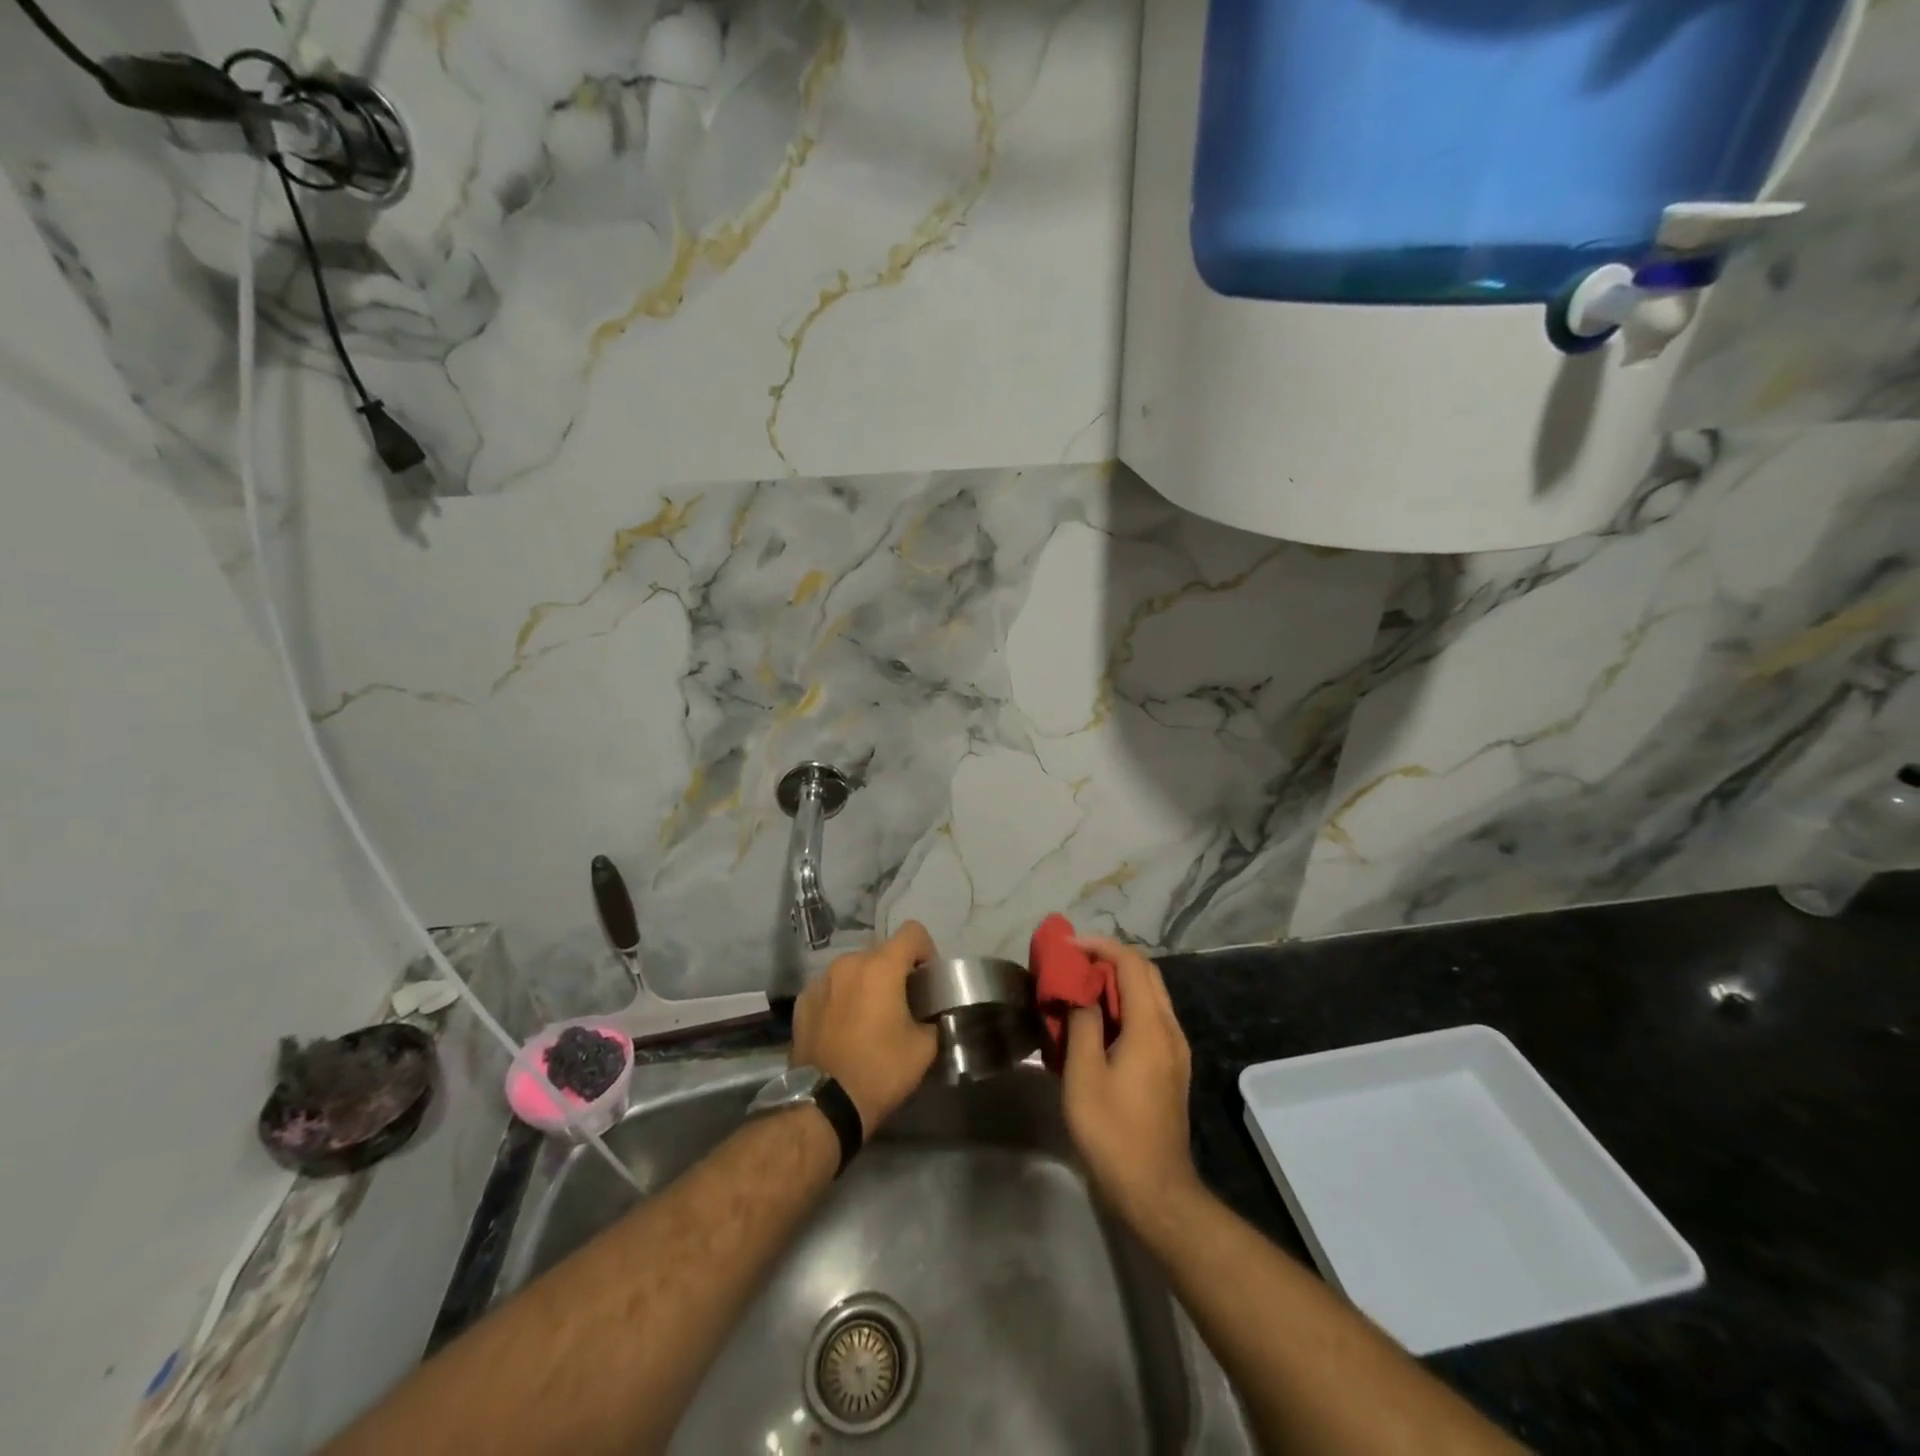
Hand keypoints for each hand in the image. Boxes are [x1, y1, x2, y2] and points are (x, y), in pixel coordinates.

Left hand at [790, 921, 938, 1131]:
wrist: (824, 1104)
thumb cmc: (880, 1070)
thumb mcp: (924, 1048)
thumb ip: (932, 1019)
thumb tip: (930, 1014)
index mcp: (881, 966)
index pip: (912, 932)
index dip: (926, 951)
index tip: (926, 981)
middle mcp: (849, 962)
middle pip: (882, 953)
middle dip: (895, 972)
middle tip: (901, 1006)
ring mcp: (821, 980)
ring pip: (854, 970)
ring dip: (866, 984)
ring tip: (870, 1019)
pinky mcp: (802, 1000)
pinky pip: (831, 988)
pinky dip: (842, 999)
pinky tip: (843, 1029)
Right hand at [1062, 935, 1199, 1227]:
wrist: (1155, 1190)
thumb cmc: (1113, 1131)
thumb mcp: (1084, 1075)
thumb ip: (1082, 1024)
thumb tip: (1081, 993)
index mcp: (1150, 1026)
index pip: (1131, 964)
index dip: (1100, 946)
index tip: (1068, 946)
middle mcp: (1170, 1029)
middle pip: (1146, 973)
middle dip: (1110, 958)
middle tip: (1074, 962)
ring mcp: (1175, 1049)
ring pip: (1150, 995)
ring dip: (1118, 981)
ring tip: (1081, 986)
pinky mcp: (1171, 1067)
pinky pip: (1150, 1018)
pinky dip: (1125, 1005)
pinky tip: (1099, 1021)